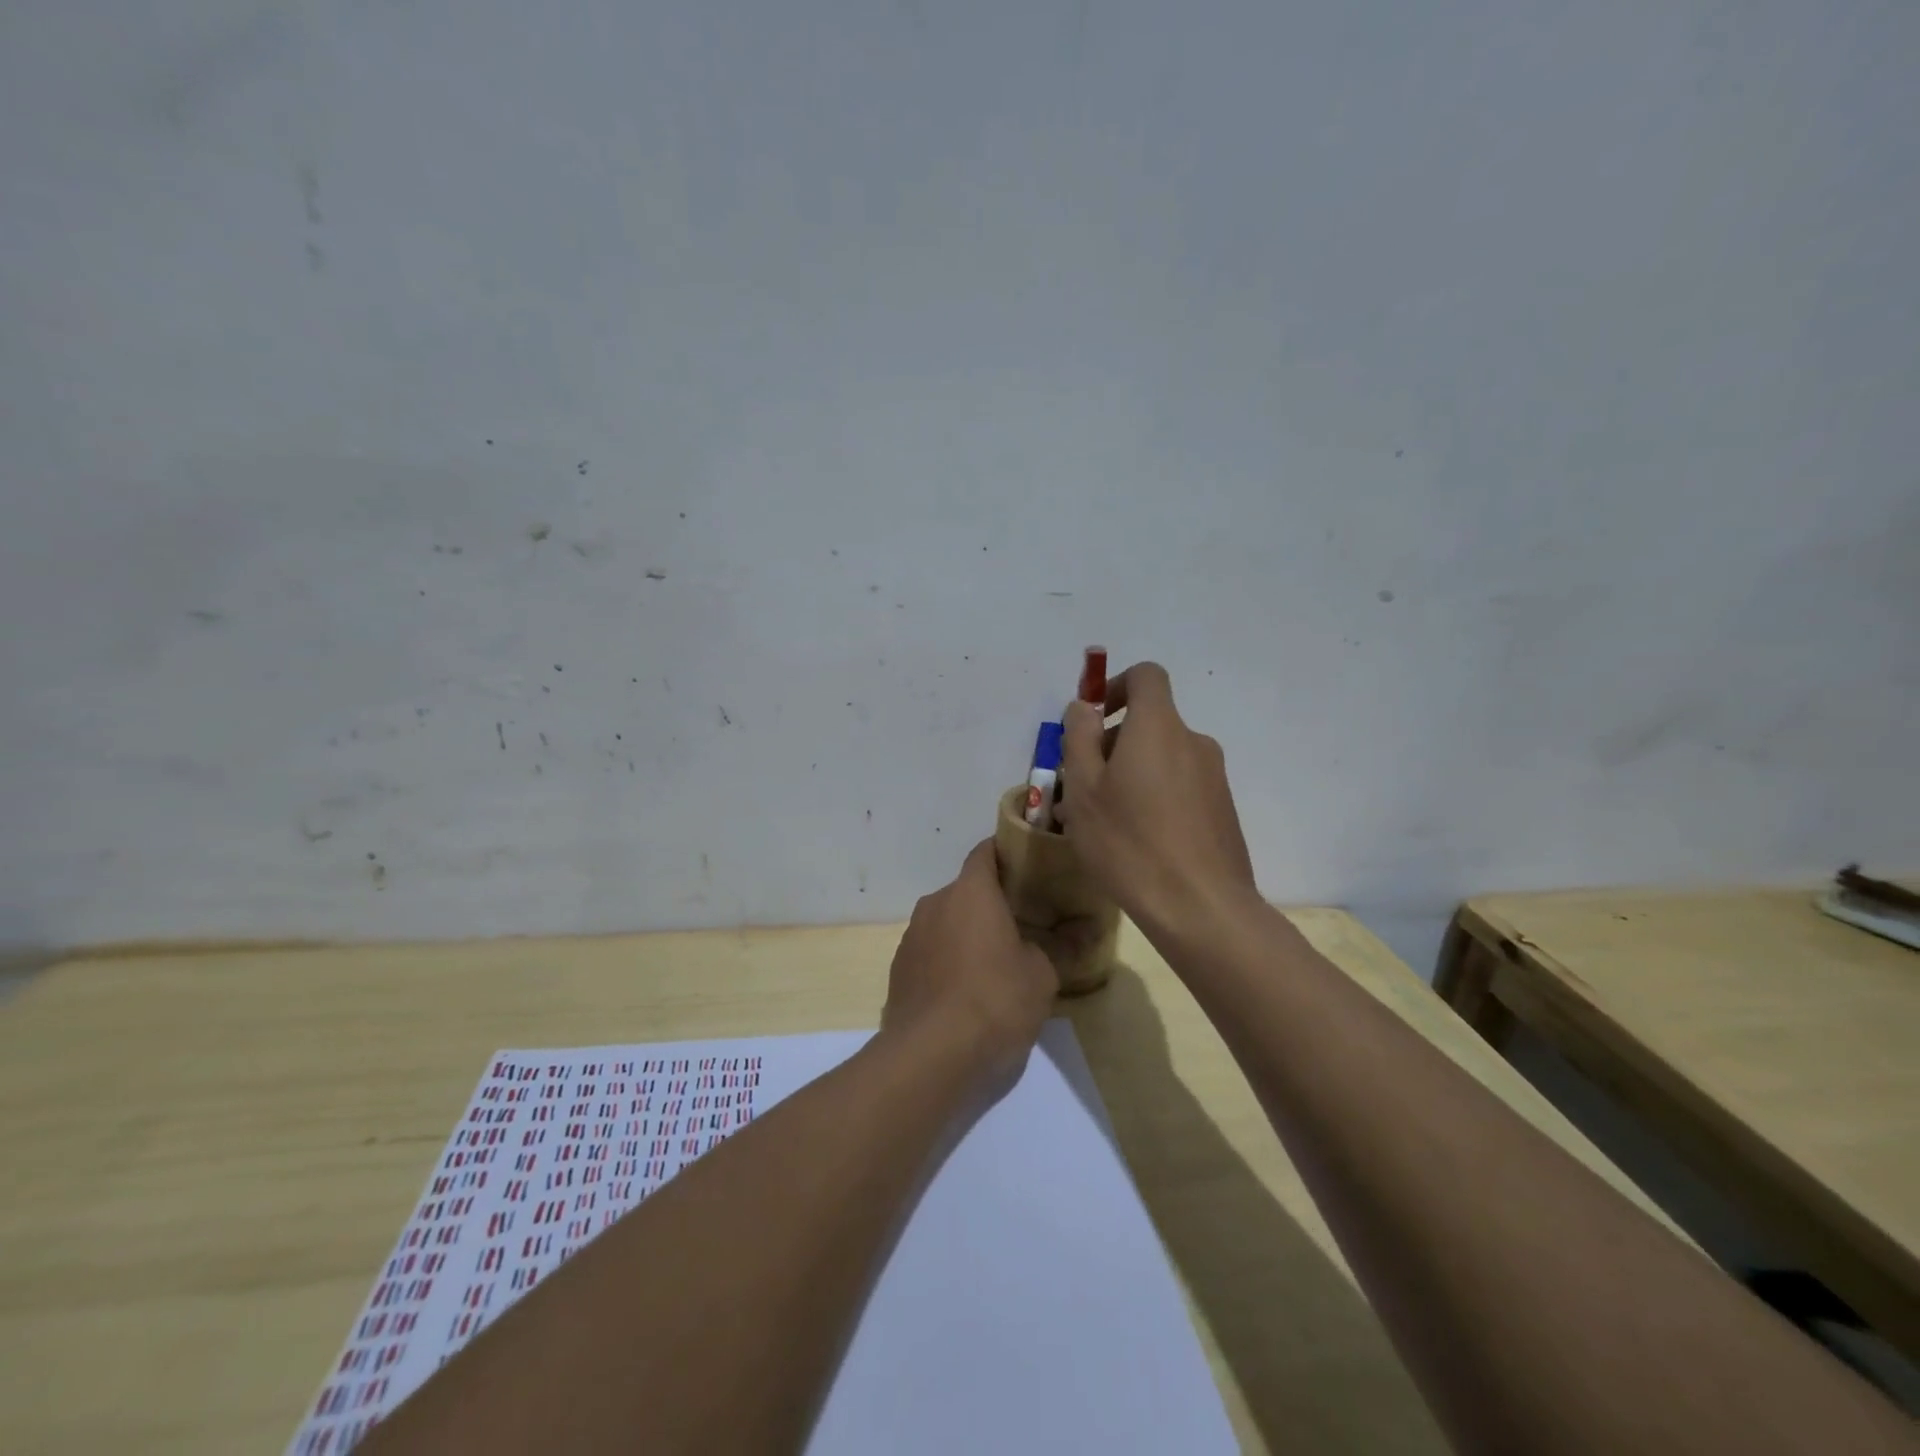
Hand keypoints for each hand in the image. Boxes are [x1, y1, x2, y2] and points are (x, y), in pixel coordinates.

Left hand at [881, 840, 1058, 1088]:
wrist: (930, 1055)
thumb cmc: (994, 1001)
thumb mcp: (1042, 975)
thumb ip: (1058, 946)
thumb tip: (1083, 930)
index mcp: (970, 892)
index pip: (985, 852)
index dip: (1006, 854)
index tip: (1027, 867)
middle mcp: (935, 903)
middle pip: (966, 890)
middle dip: (990, 903)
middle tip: (1020, 924)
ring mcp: (912, 936)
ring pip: (946, 922)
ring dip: (966, 933)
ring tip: (993, 963)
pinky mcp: (898, 969)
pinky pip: (930, 951)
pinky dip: (947, 960)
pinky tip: (964, 992)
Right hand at [1057, 662, 1257, 940]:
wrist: (1201, 907)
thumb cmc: (1129, 841)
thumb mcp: (1084, 788)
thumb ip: (1079, 738)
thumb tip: (1084, 708)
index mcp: (1159, 726)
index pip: (1146, 676)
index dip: (1115, 687)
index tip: (1092, 722)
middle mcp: (1193, 742)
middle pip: (1150, 723)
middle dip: (1112, 744)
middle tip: (1080, 788)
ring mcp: (1213, 778)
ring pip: (1161, 760)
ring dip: (1130, 775)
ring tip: (1103, 822)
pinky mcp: (1222, 811)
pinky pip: (1179, 788)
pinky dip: (1154, 798)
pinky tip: (1135, 841)